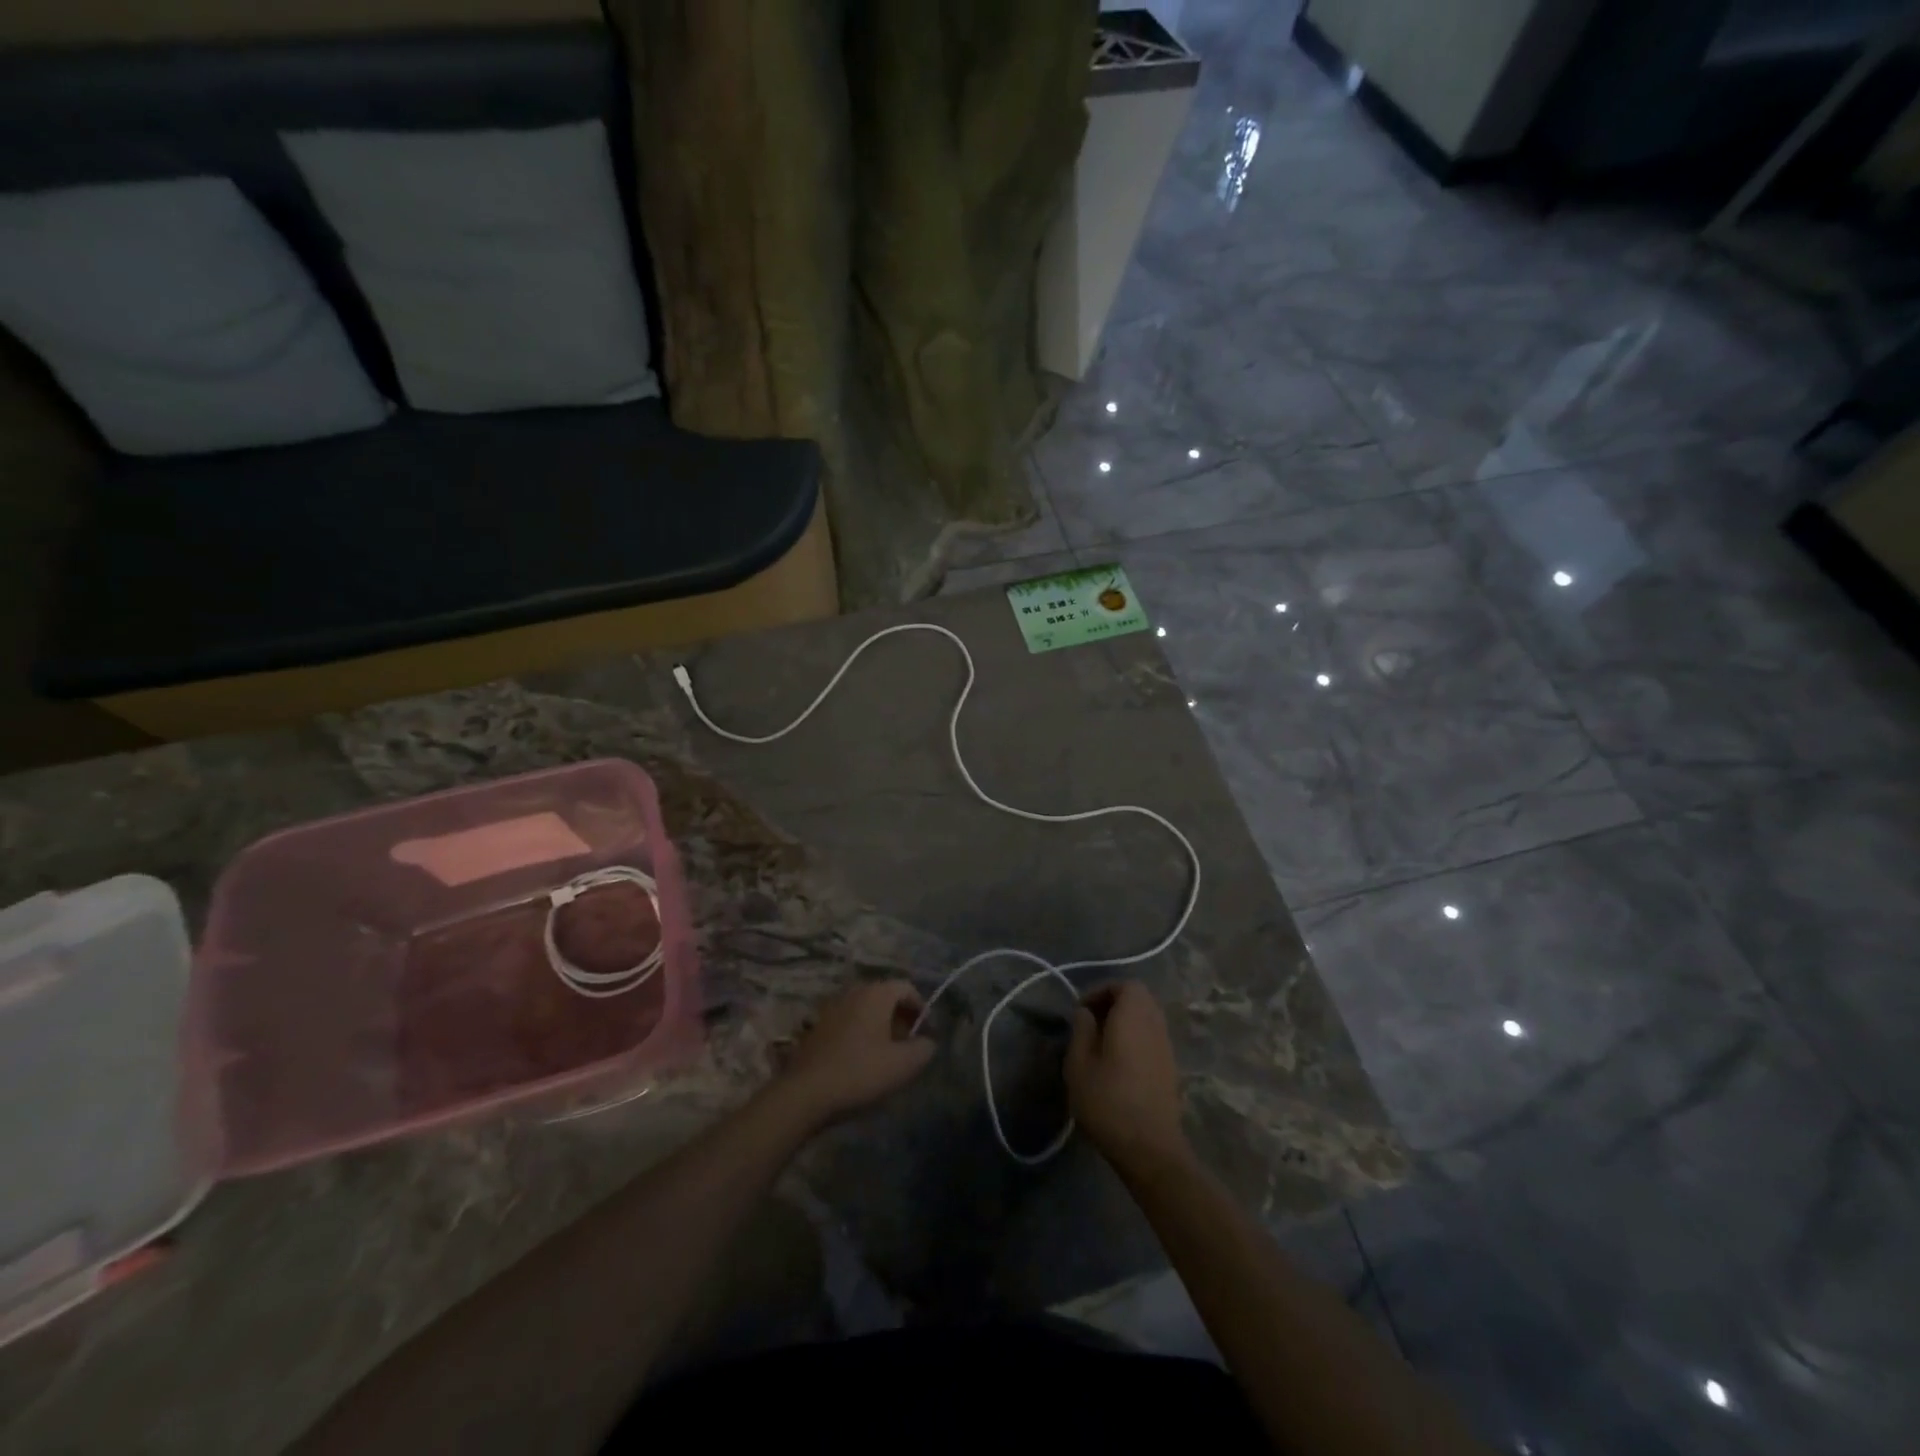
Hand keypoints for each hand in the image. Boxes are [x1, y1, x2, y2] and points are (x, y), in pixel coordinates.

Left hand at [773, 979, 935, 1128]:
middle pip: (885, 996)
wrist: (805, 1092)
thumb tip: (928, 1042)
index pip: (906, 987)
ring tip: (886, 1054)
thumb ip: (924, 1049)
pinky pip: (848, 1022)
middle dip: (901, 1017)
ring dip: (880, 1026)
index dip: (921, 1008)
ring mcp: (832, 1008)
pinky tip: (861, 1060)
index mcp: (876, 994)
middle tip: (908, 1044)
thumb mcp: (903, 1065)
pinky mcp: (817, 1027)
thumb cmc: (860, 1072)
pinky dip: (860, 1033)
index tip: (926, 1033)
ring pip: (865, 1009)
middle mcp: (853, 992)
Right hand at [1066, 983, 1189, 1177]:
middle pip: (1140, 999)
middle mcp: (1155, 1026)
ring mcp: (1166, 1048)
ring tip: (1100, 1044)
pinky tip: (1117, 1064)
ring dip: (1125, 1022)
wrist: (1150, 1149)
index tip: (1082, 1010)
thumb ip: (1081, 1031)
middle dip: (1114, 1004)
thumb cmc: (1108, 1101)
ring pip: (1147, 1019)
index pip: (1127, 985)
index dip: (1103, 990)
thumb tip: (1086, 1013)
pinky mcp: (1170, 1069)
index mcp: (1134, 1017)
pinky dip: (1135, 1039)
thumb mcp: (1079, 1064)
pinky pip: (1152, 1038)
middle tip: (1090, 1023)